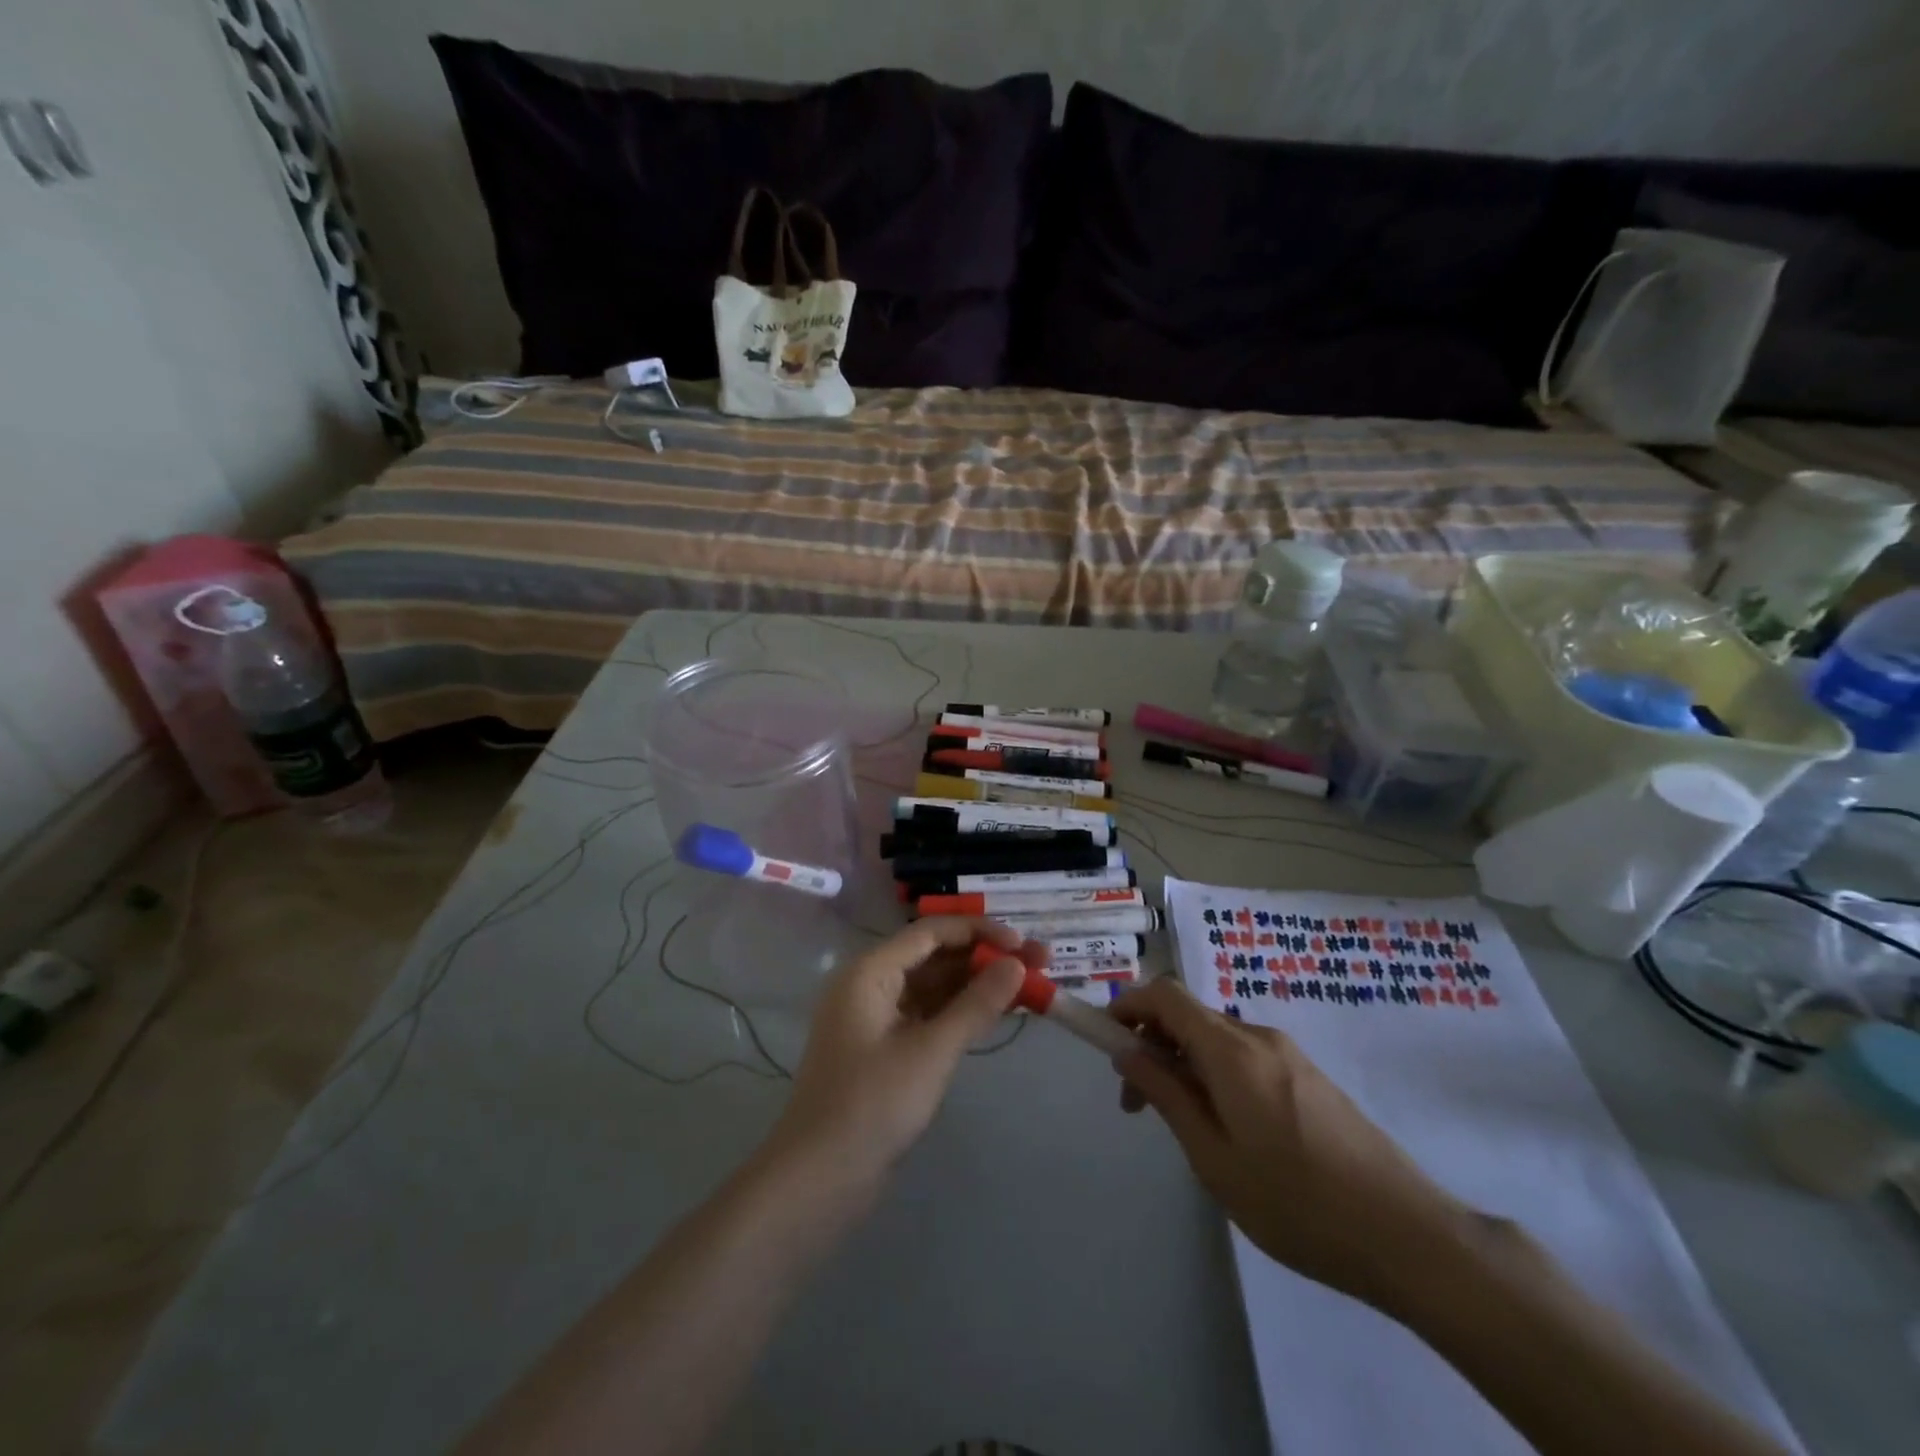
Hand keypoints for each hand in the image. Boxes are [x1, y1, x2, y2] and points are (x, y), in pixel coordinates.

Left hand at [769, 917, 1031, 1187]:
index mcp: (870, 971)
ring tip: (1029, 985)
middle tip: (1040, 963)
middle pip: (935, 957)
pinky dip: (960, 1012)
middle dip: (985, 958)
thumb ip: (976, 1004)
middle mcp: (870, 985)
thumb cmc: (872, 1105)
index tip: (1024, 943)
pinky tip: (996, 1013)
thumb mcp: (932, 1051)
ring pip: (934, 987)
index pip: (931, 932)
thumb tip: (1017, 963)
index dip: (980, 932)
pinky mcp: (885, 1049)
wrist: (819, 1179)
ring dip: (977, 985)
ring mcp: (876, 1019)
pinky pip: (928, 1015)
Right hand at [1110, 978, 1467, 1310]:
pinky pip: (1243, 1056)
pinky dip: (1214, 1073)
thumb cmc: (1298, 1203)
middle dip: (1151, 1044)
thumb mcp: (1214, 1158)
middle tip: (1136, 1103)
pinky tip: (1226, 1129)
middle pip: (1188, 1015)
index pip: (1164, 994)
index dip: (1127, 1005)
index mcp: (1231, 1050)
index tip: (1105, 1041)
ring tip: (1180, 1124)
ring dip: (1182, 1063)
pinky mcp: (1308, 1075)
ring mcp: (1288, 1054)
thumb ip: (1167, 1095)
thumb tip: (1127, 1052)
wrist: (1408, 1235)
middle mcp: (1258, 1036)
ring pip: (1215, 1038)